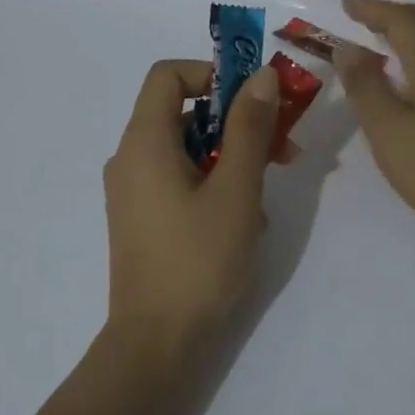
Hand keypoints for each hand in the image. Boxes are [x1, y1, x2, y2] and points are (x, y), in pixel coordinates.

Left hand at [103, 59, 280, 353]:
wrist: (157, 341)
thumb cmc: (199, 259)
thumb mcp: (236, 189)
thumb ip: (249, 128)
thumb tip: (260, 75)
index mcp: (144, 141)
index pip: (169, 75)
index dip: (213, 74)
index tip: (254, 100)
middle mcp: (130, 158)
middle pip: (184, 113)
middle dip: (238, 123)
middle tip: (284, 148)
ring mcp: (134, 191)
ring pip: (188, 150)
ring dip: (233, 158)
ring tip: (267, 195)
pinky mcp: (143, 218)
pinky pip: (180, 181)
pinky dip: (214, 184)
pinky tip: (244, 221)